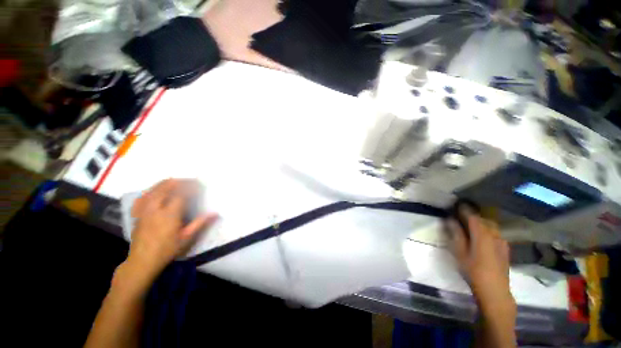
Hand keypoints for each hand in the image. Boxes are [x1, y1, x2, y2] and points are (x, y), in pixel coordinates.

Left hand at [126, 179, 218, 279]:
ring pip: (154, 189)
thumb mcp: (187, 238)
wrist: (142, 261)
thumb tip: (215, 213)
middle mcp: (156, 208)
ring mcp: (144, 210)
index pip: (182, 194)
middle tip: (191, 181)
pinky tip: (156, 190)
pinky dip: (152, 190)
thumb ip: (200, 223)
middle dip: (180, 181)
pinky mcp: (138, 213)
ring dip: (166, 183)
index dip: (192, 187)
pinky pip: (143, 196)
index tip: (201, 185)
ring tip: (177, 181)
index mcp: (169, 214)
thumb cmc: (167, 250)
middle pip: (167, 187)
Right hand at [446, 205, 512, 304]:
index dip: (464, 209)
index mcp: (481, 234)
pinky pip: (496, 233)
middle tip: (461, 214)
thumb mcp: (460, 252)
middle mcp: (494, 235)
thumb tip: (451, 220)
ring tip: (471, 224)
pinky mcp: (505, 249)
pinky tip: (482, 236)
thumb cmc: (473, 270)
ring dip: (481, 222)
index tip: (456, 204)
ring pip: (491, 226)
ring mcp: (502, 242)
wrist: (495, 290)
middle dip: (472, 215)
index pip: (472, 216)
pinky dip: (487, 230)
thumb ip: (456, 234)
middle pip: (483, 219)